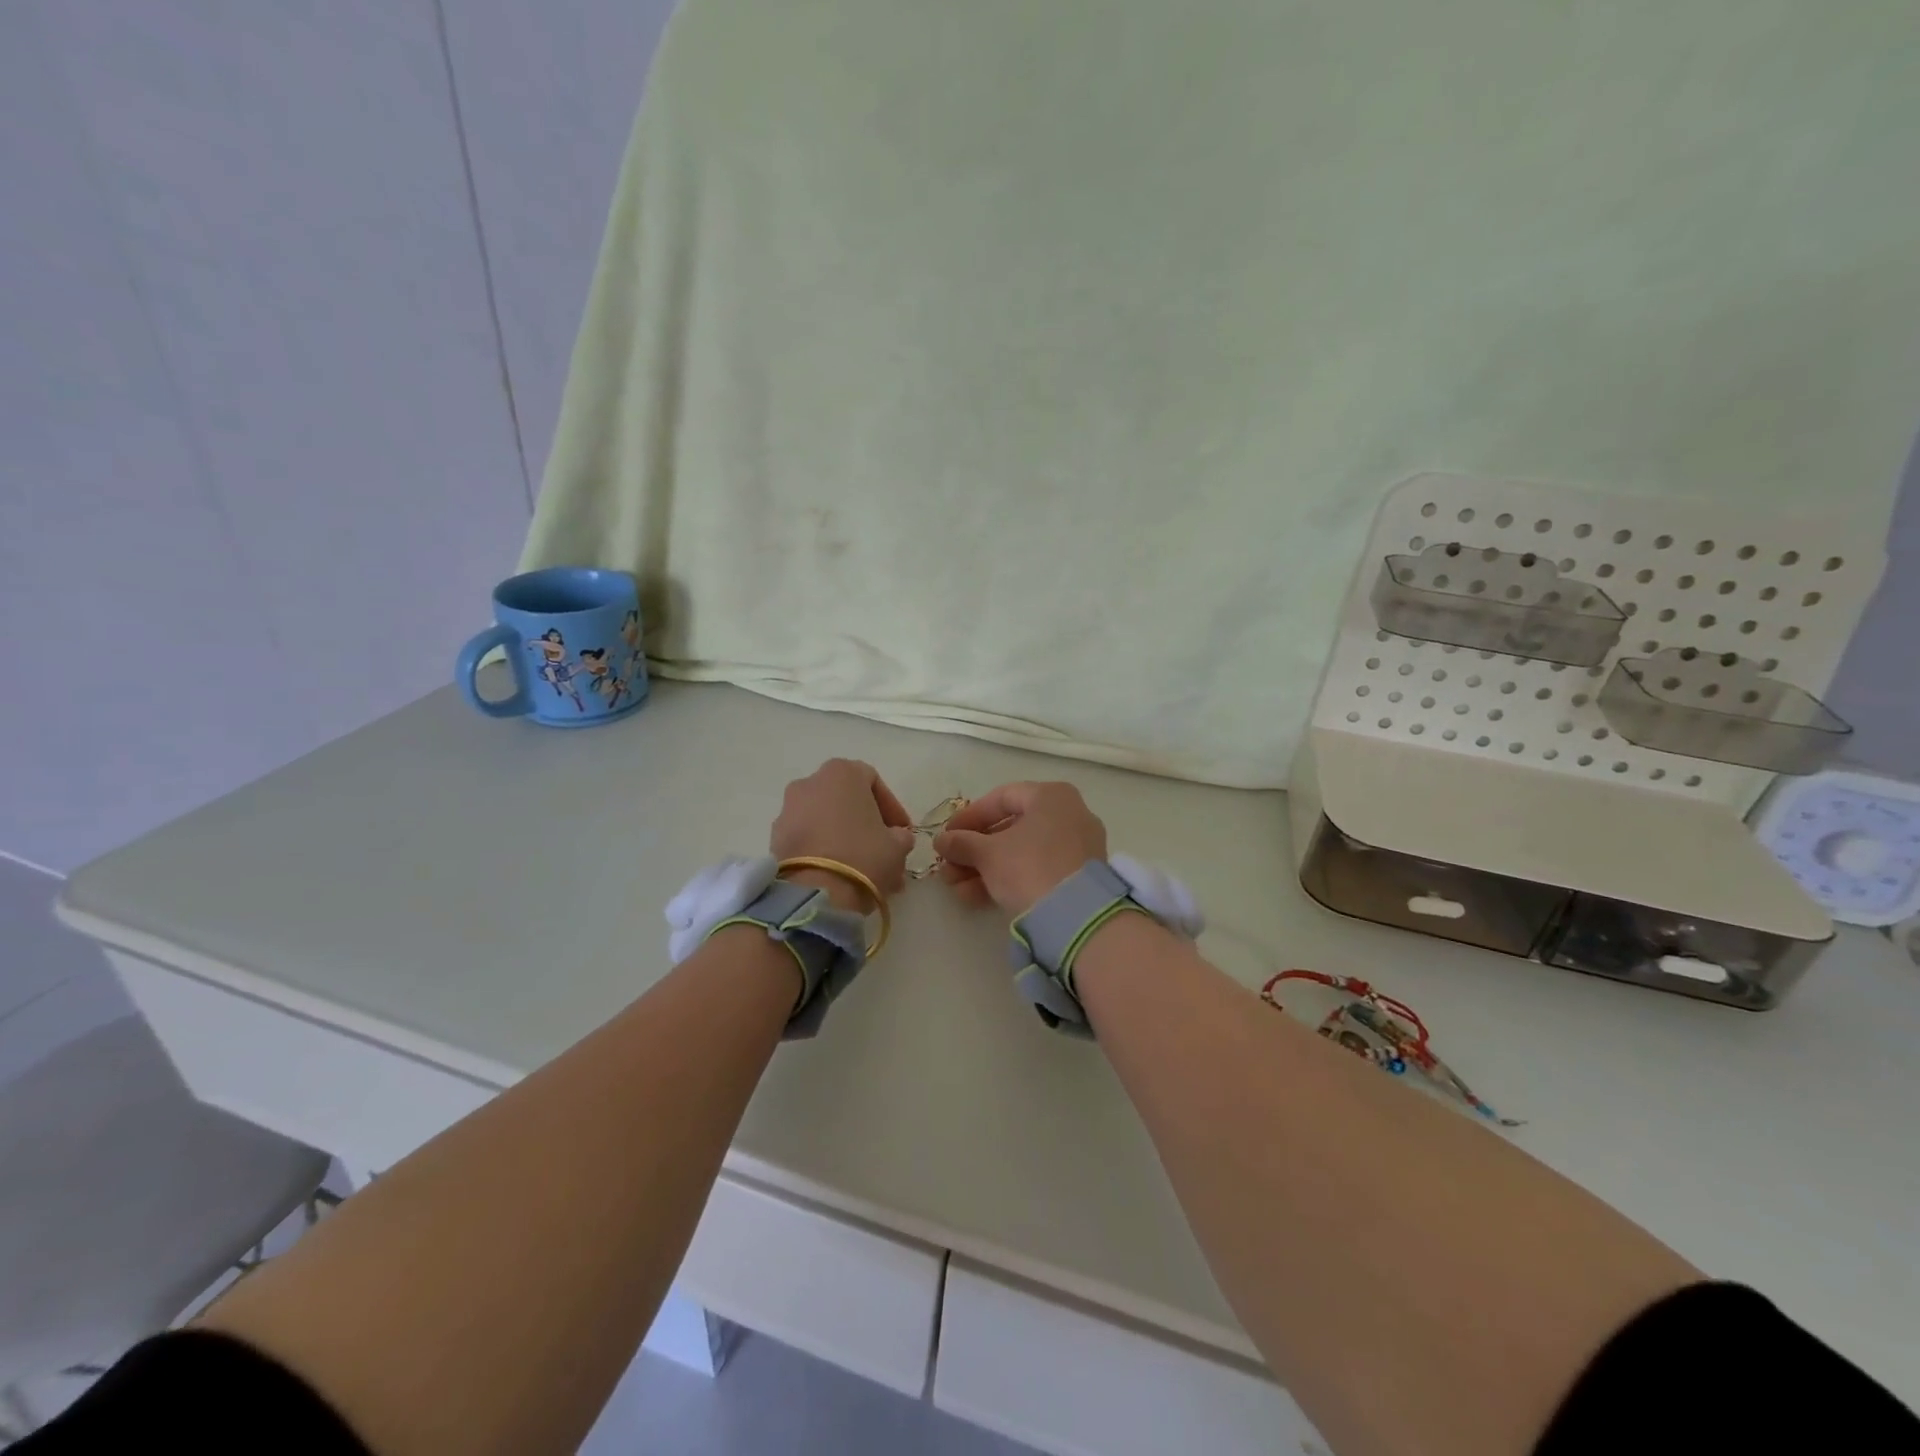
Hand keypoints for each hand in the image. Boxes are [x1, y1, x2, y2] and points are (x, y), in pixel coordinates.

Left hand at [770, 759, 914, 908]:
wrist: (814, 894)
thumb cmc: (863, 856)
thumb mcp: (897, 846)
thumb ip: (900, 836)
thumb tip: (896, 838)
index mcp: (841, 772)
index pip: (873, 781)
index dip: (891, 808)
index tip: (902, 831)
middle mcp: (810, 782)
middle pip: (846, 800)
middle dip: (866, 824)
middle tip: (883, 849)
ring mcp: (788, 810)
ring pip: (825, 820)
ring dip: (845, 839)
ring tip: (863, 869)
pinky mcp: (775, 838)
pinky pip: (807, 838)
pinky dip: (823, 850)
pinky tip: (840, 874)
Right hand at [934, 782, 1107, 916]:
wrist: (1076, 917)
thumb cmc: (1029, 867)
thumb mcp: (988, 854)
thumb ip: (962, 843)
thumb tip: (942, 840)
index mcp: (1051, 796)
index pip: (1001, 798)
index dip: (968, 818)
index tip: (946, 837)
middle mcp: (1069, 814)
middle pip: (1010, 828)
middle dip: (973, 851)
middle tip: (948, 868)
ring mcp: (1077, 846)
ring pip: (1021, 852)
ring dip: (984, 869)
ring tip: (956, 889)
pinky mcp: (1079, 876)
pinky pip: (1037, 869)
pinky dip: (1008, 879)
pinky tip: (976, 898)